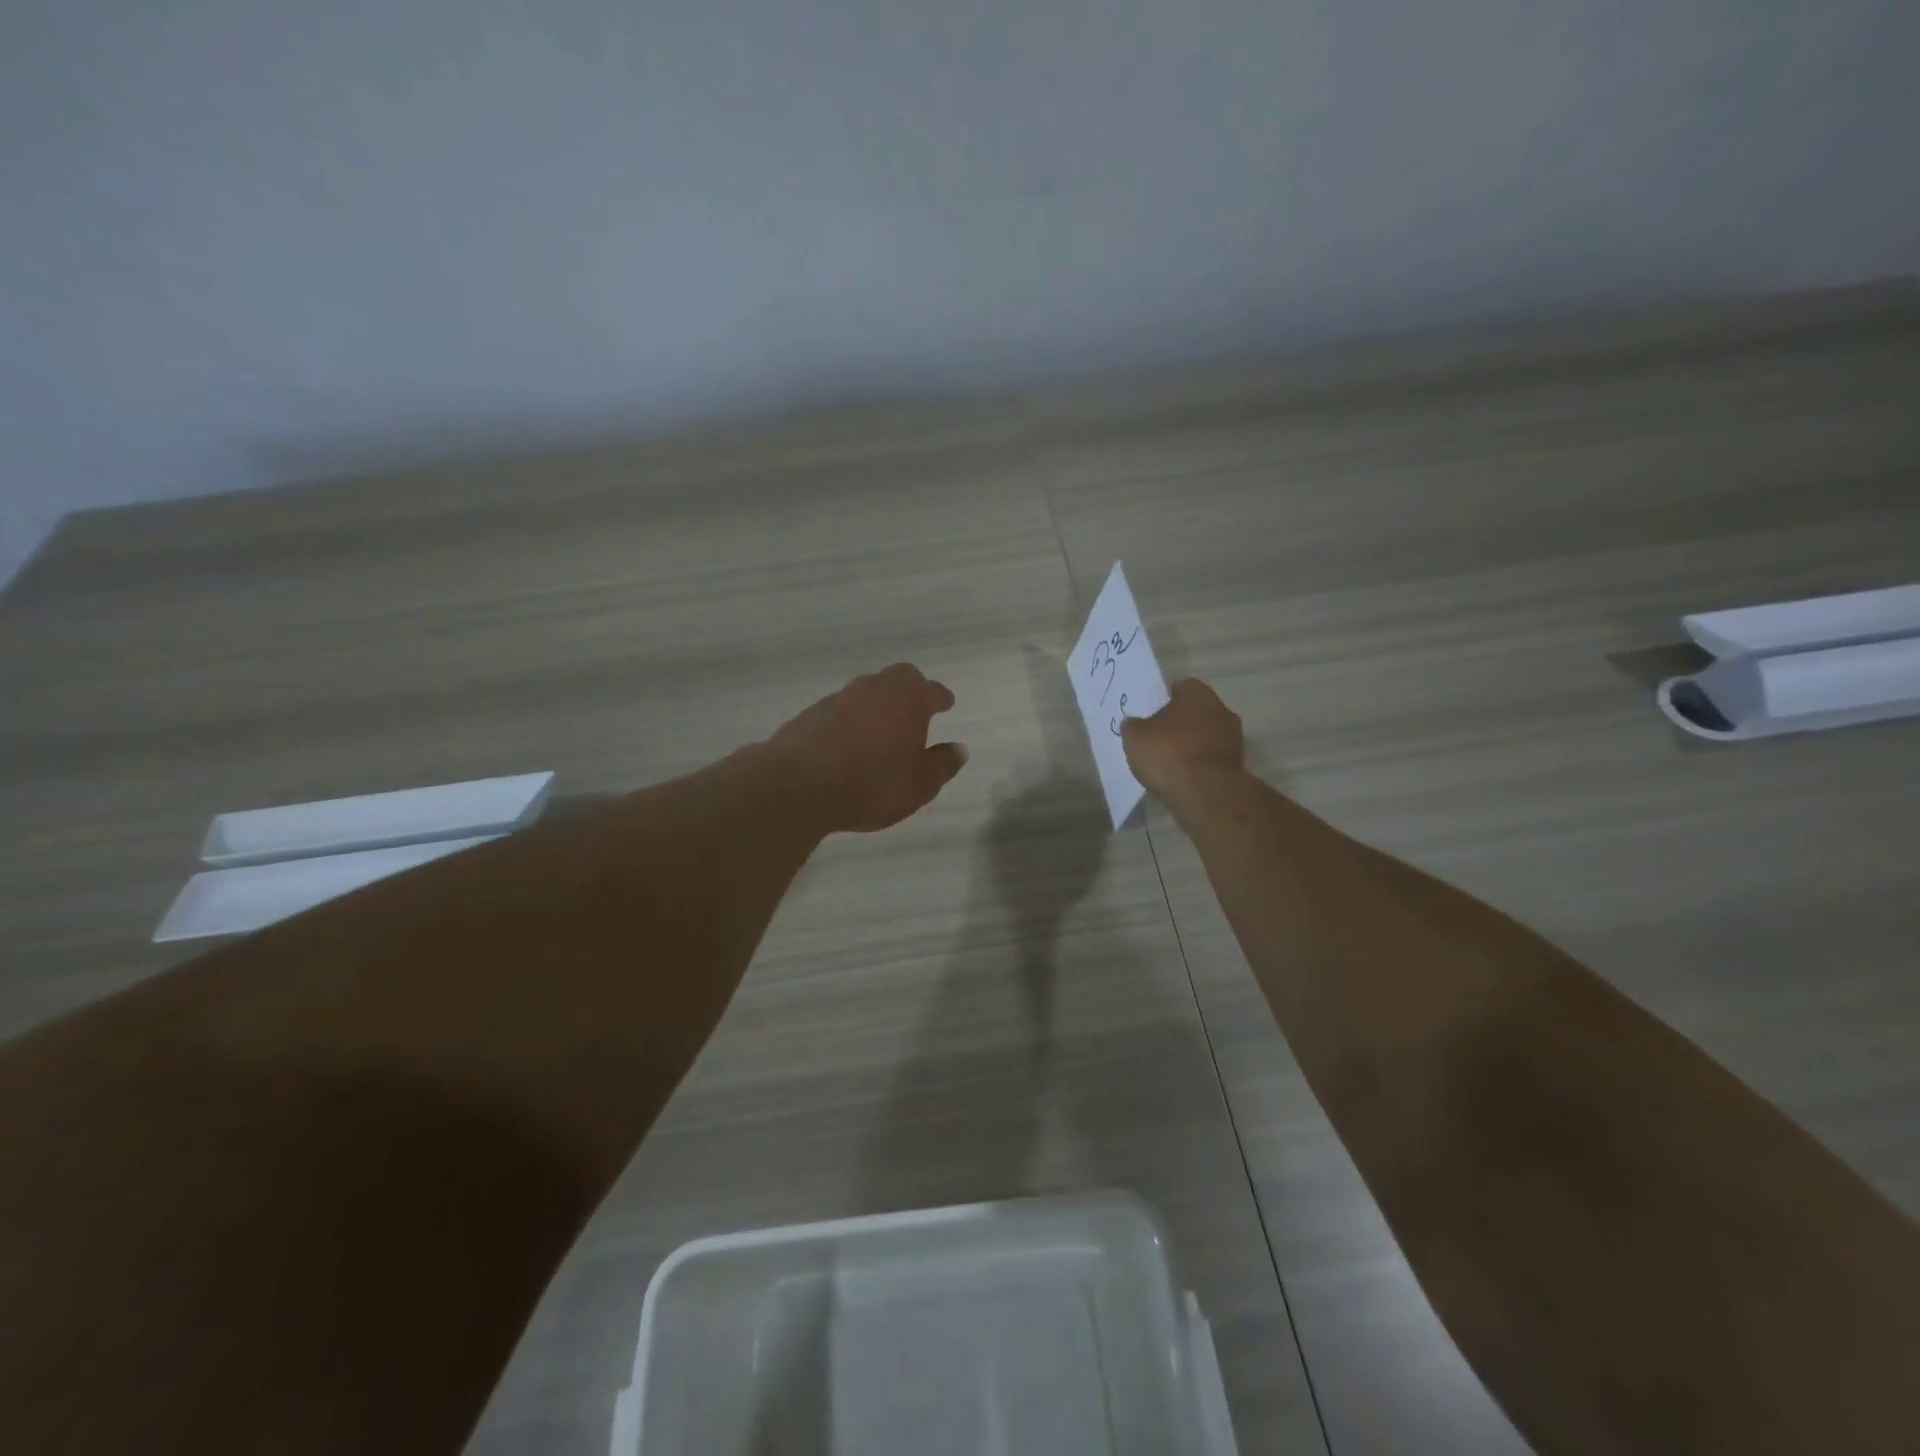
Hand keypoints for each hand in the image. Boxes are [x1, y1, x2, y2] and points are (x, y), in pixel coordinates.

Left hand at [768, 663, 968, 832]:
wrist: (799, 785)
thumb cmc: (872, 784)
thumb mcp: (919, 786)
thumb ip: (942, 765)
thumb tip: (959, 749)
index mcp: (908, 700)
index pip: (932, 690)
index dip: (941, 698)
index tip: (946, 704)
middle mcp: (874, 689)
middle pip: (897, 679)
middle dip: (910, 691)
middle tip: (915, 710)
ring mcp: (839, 698)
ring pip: (866, 692)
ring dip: (876, 706)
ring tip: (880, 731)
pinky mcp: (810, 714)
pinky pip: (840, 711)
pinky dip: (850, 721)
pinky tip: (848, 744)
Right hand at [1120, 679, 1244, 803]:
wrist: (1206, 794)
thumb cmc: (1169, 754)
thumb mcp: (1135, 737)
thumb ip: (1133, 725)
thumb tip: (1135, 723)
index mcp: (1198, 693)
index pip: (1179, 688)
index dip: (1162, 701)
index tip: (1148, 717)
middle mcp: (1221, 709)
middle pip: (1194, 712)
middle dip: (1178, 724)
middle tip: (1156, 740)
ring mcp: (1233, 738)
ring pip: (1204, 736)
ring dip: (1189, 746)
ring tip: (1167, 764)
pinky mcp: (1236, 765)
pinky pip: (1210, 759)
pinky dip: (1198, 765)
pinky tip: (1182, 778)